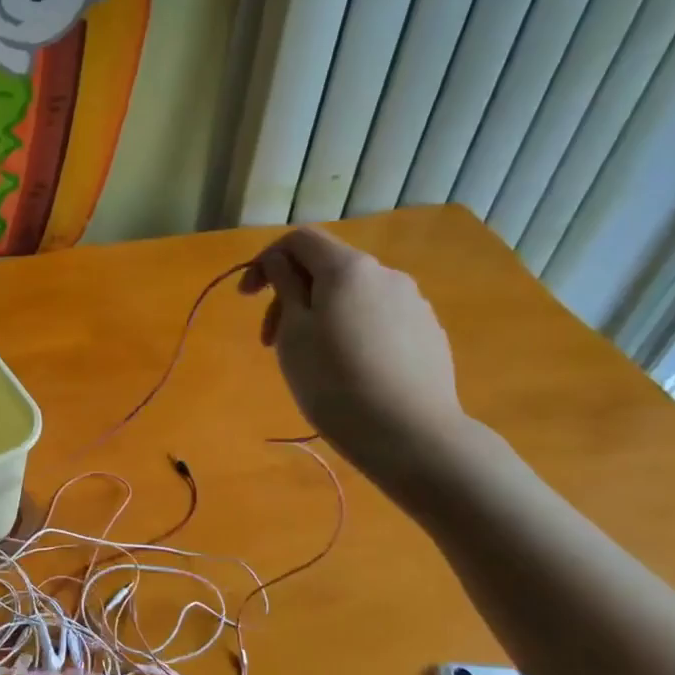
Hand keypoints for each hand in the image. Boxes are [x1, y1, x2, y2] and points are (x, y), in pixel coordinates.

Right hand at [240, 227, 468, 483]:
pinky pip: (378, 318)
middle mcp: (386, 274)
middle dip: (291, 295)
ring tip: (311, 359)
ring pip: (353, 295)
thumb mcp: (293, 333)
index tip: (246, 298)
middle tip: (270, 343)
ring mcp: (413, 303)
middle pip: (327, 268)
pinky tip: (350, 370)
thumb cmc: (335, 382)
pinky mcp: (428, 333)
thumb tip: (282, 261)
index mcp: (348, 269)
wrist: (411, 434)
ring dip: (321, 314)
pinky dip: (352, 330)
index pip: (300, 240)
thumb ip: (285, 286)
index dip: (266, 260)